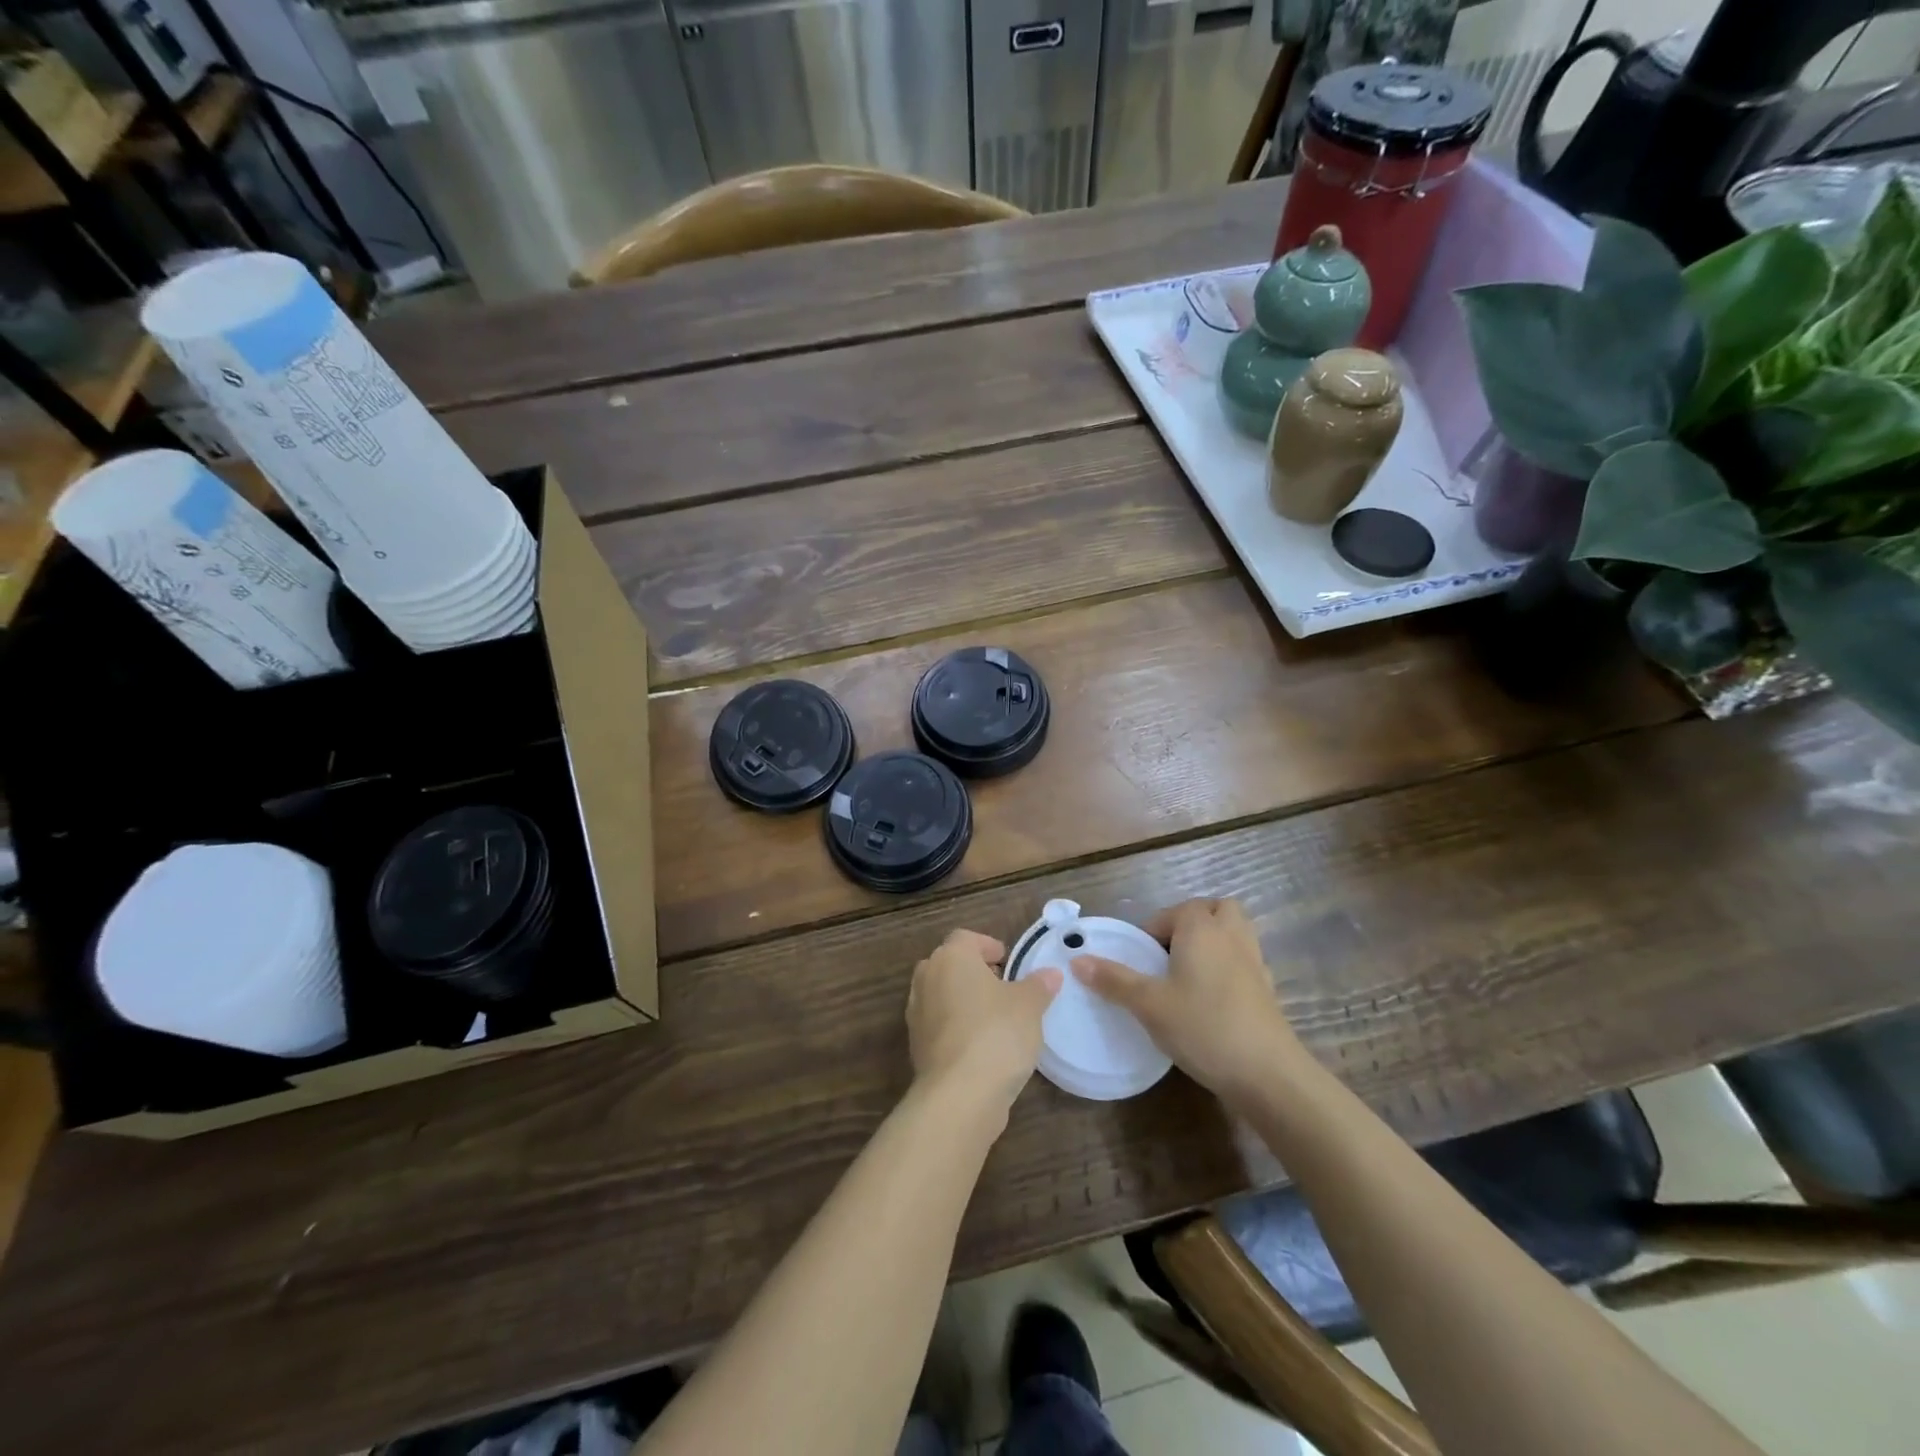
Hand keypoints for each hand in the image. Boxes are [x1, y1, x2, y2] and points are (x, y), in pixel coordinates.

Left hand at [907, 929, 1061, 1116]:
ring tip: (995, 1018)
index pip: (966, 938)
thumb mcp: (1029, 1005)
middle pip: (950, 964)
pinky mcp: (916, 1045)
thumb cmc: (996, 1033)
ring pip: (942, 995)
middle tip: (1003, 988)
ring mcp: (917, 1013)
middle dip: (974, 972)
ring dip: (964, 1001)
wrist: (959, 1094)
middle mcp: (927, 978)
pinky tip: (981, 1046)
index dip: (988, 946)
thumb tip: (1050, 974)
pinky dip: (956, 1027)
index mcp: (951, 958)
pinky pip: (939, 1025)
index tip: (1008, 962)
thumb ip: (1039, 985)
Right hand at [1071, 898, 1300, 1105]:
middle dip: (1191, 923)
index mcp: (1201, 928)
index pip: (1175, 911)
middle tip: (1168, 954)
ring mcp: (1255, 962)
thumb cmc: (1203, 1026)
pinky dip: (1228, 967)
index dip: (1154, 929)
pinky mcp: (1267, 990)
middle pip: (1214, 910)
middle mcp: (1232, 936)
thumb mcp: (1149, 1004)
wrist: (1268, 1073)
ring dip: (1212, 942)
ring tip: (1187, 974)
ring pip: (1235, 933)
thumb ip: (1113, 980)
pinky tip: (1210, 999)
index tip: (1139, 958)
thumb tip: (1077, 960)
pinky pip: (1245, 961)